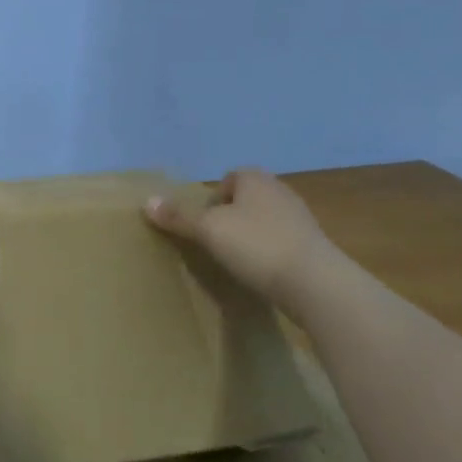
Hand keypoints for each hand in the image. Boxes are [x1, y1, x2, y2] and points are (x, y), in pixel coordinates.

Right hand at [144, 168, 333, 303]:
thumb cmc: (256, 245)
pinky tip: (259, 272)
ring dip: (249, 236)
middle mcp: (280, 191)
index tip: (204, 224)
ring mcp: (300, 219)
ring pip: (263, 221)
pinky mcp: (312, 246)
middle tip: (214, 242)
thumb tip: (147, 201)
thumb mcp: (208, 230)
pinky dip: (267, 253)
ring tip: (235, 260)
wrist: (315, 282)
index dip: (213, 199)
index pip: (229, 178)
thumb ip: (179, 216)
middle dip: (229, 217)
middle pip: (245, 199)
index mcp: (255, 179)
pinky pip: (280, 242)